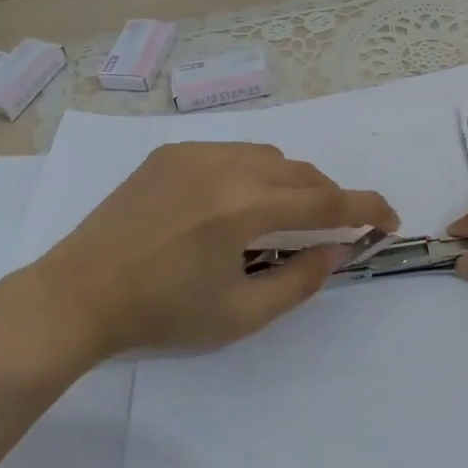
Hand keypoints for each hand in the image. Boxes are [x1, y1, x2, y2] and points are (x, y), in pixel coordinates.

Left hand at [27, 142, 397, 357]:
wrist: (78, 294)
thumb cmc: (161, 313)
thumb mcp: (240, 314)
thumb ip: (300, 281)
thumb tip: (337, 251)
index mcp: (243, 208)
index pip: (325, 202)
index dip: (366, 208)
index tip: (389, 219)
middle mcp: (224, 166)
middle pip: (301, 172)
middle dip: (328, 198)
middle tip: (333, 230)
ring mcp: (193, 153)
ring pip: (269, 156)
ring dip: (291, 183)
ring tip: (282, 218)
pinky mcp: (170, 153)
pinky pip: (231, 152)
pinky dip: (253, 172)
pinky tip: (234, 204)